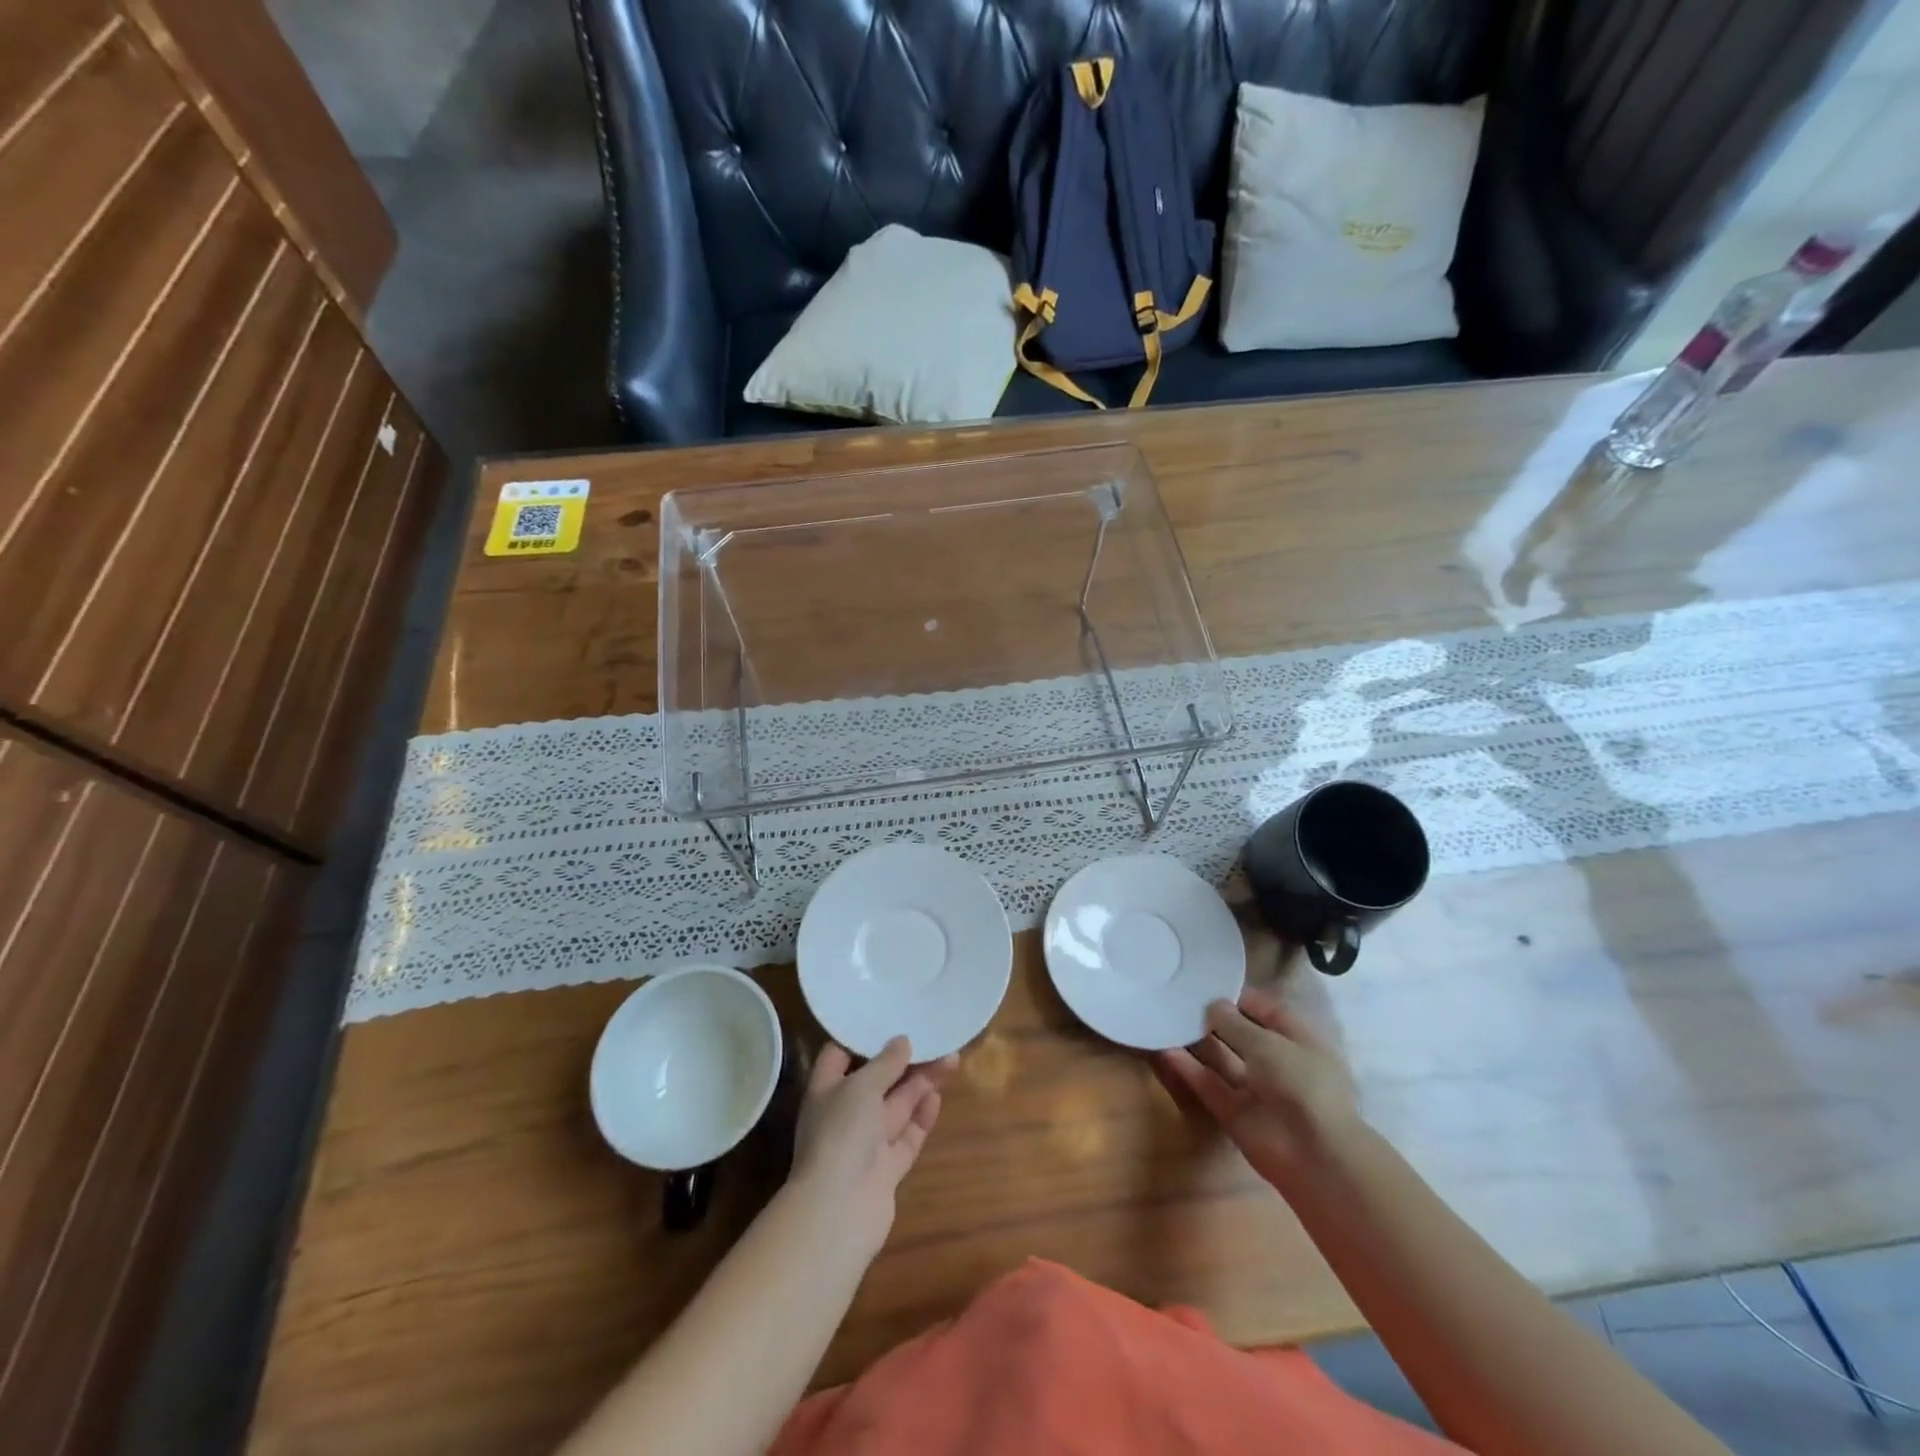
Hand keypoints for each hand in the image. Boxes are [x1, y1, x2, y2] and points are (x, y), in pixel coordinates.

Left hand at [787, 1037, 957, 1258]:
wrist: (838, 1212)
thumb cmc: (841, 1134)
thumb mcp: (861, 1087)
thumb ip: (885, 1063)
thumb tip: (902, 1040)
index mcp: (826, 1090)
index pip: (840, 1054)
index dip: (862, 1036)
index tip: (889, 1016)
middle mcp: (845, 1114)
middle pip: (877, 1079)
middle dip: (904, 1060)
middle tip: (935, 1037)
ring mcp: (866, 1143)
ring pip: (897, 1106)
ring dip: (921, 1083)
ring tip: (951, 1058)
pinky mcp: (887, 1168)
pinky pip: (908, 1135)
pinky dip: (922, 1117)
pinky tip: (939, 1097)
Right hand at [1155, 988, 1362, 1191]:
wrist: (1313, 1155)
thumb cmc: (1300, 1083)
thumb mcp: (1267, 1043)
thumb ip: (1234, 1023)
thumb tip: (1212, 1005)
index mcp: (1299, 1041)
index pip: (1268, 1011)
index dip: (1240, 998)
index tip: (1207, 984)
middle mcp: (1278, 1063)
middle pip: (1241, 1036)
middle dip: (1214, 1019)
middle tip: (1178, 999)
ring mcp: (1256, 1090)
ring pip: (1223, 1060)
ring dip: (1197, 1043)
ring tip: (1166, 1020)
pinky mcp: (1235, 1113)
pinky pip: (1210, 1085)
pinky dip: (1189, 1070)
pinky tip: (1165, 1050)